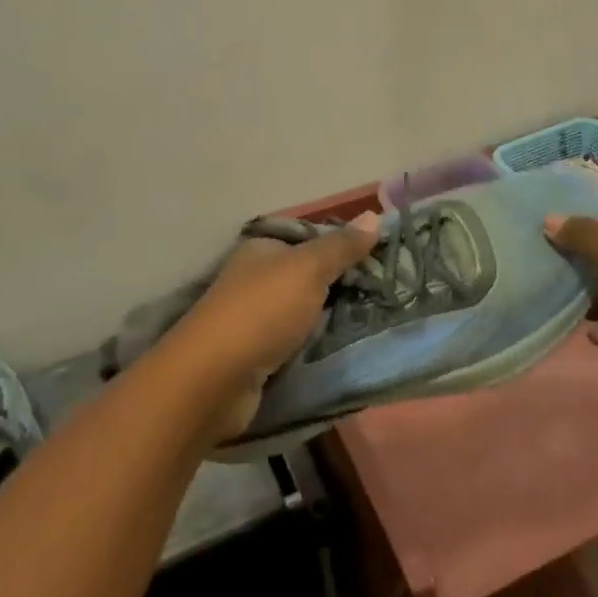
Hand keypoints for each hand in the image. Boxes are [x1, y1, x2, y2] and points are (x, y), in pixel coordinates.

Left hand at [175, 213, 379, 439]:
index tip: (380, 258)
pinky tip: (344, 348)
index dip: (343, 245)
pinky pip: (297, 343)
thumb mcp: (308, 269)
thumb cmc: (262, 311)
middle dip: (341, 284)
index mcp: (262, 249)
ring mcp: (253, 319)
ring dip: (331, 318)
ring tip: (374, 321)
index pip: (309, 238)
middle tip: (383, 292)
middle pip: (308, 276)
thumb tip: (374, 216)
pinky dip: (316, 345)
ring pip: (304, 311)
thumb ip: (341, 246)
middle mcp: (255, 279)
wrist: (213, 380)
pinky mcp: (256, 356)